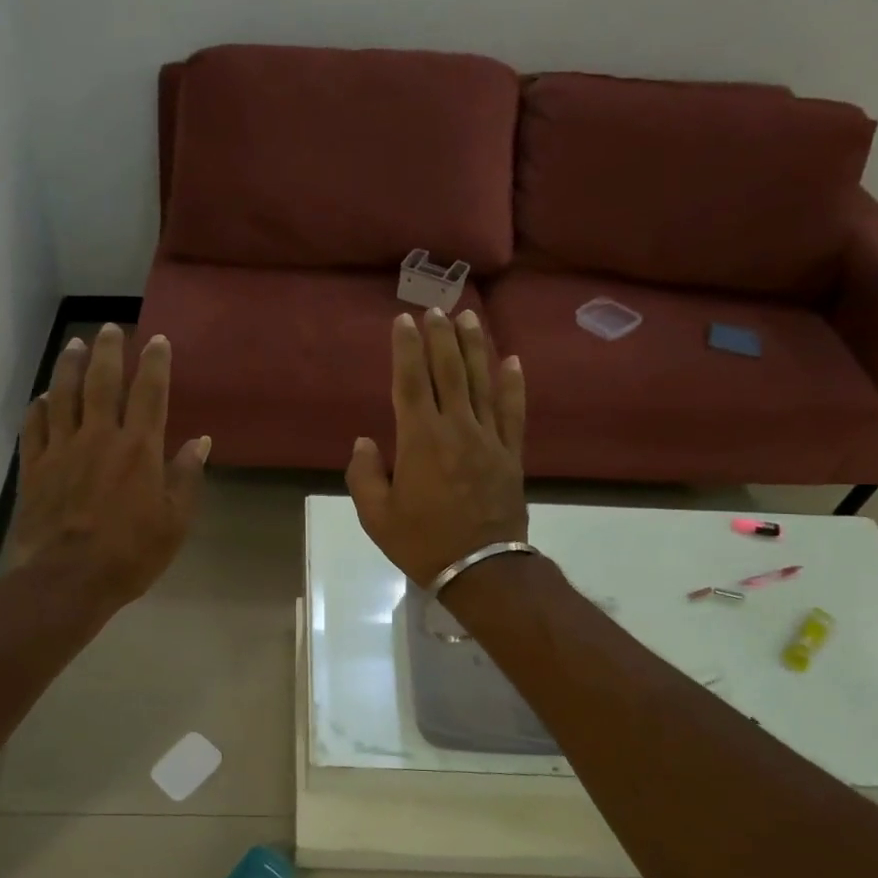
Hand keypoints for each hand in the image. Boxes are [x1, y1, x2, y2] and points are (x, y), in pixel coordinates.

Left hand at [13, 324, 209, 605]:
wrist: (68, 579)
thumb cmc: (131, 554)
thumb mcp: (175, 521)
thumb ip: (186, 477)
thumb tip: (199, 442)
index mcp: (139, 449)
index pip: (150, 394)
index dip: (156, 364)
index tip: (157, 340)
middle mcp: (99, 437)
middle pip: (103, 382)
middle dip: (110, 351)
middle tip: (112, 328)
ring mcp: (62, 450)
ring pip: (64, 396)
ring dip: (70, 366)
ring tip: (75, 345)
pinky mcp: (34, 468)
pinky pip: (34, 428)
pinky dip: (38, 408)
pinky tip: (42, 397)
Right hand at [346, 307, 528, 586]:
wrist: (481, 569)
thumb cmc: (422, 542)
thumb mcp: (377, 516)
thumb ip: (364, 475)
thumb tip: (365, 442)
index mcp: (420, 440)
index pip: (410, 383)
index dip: (406, 349)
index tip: (403, 321)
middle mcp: (456, 428)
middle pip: (448, 372)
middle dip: (440, 337)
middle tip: (435, 308)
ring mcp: (489, 439)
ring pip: (481, 382)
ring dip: (475, 348)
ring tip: (469, 318)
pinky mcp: (511, 454)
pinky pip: (513, 412)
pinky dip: (513, 384)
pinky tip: (512, 361)